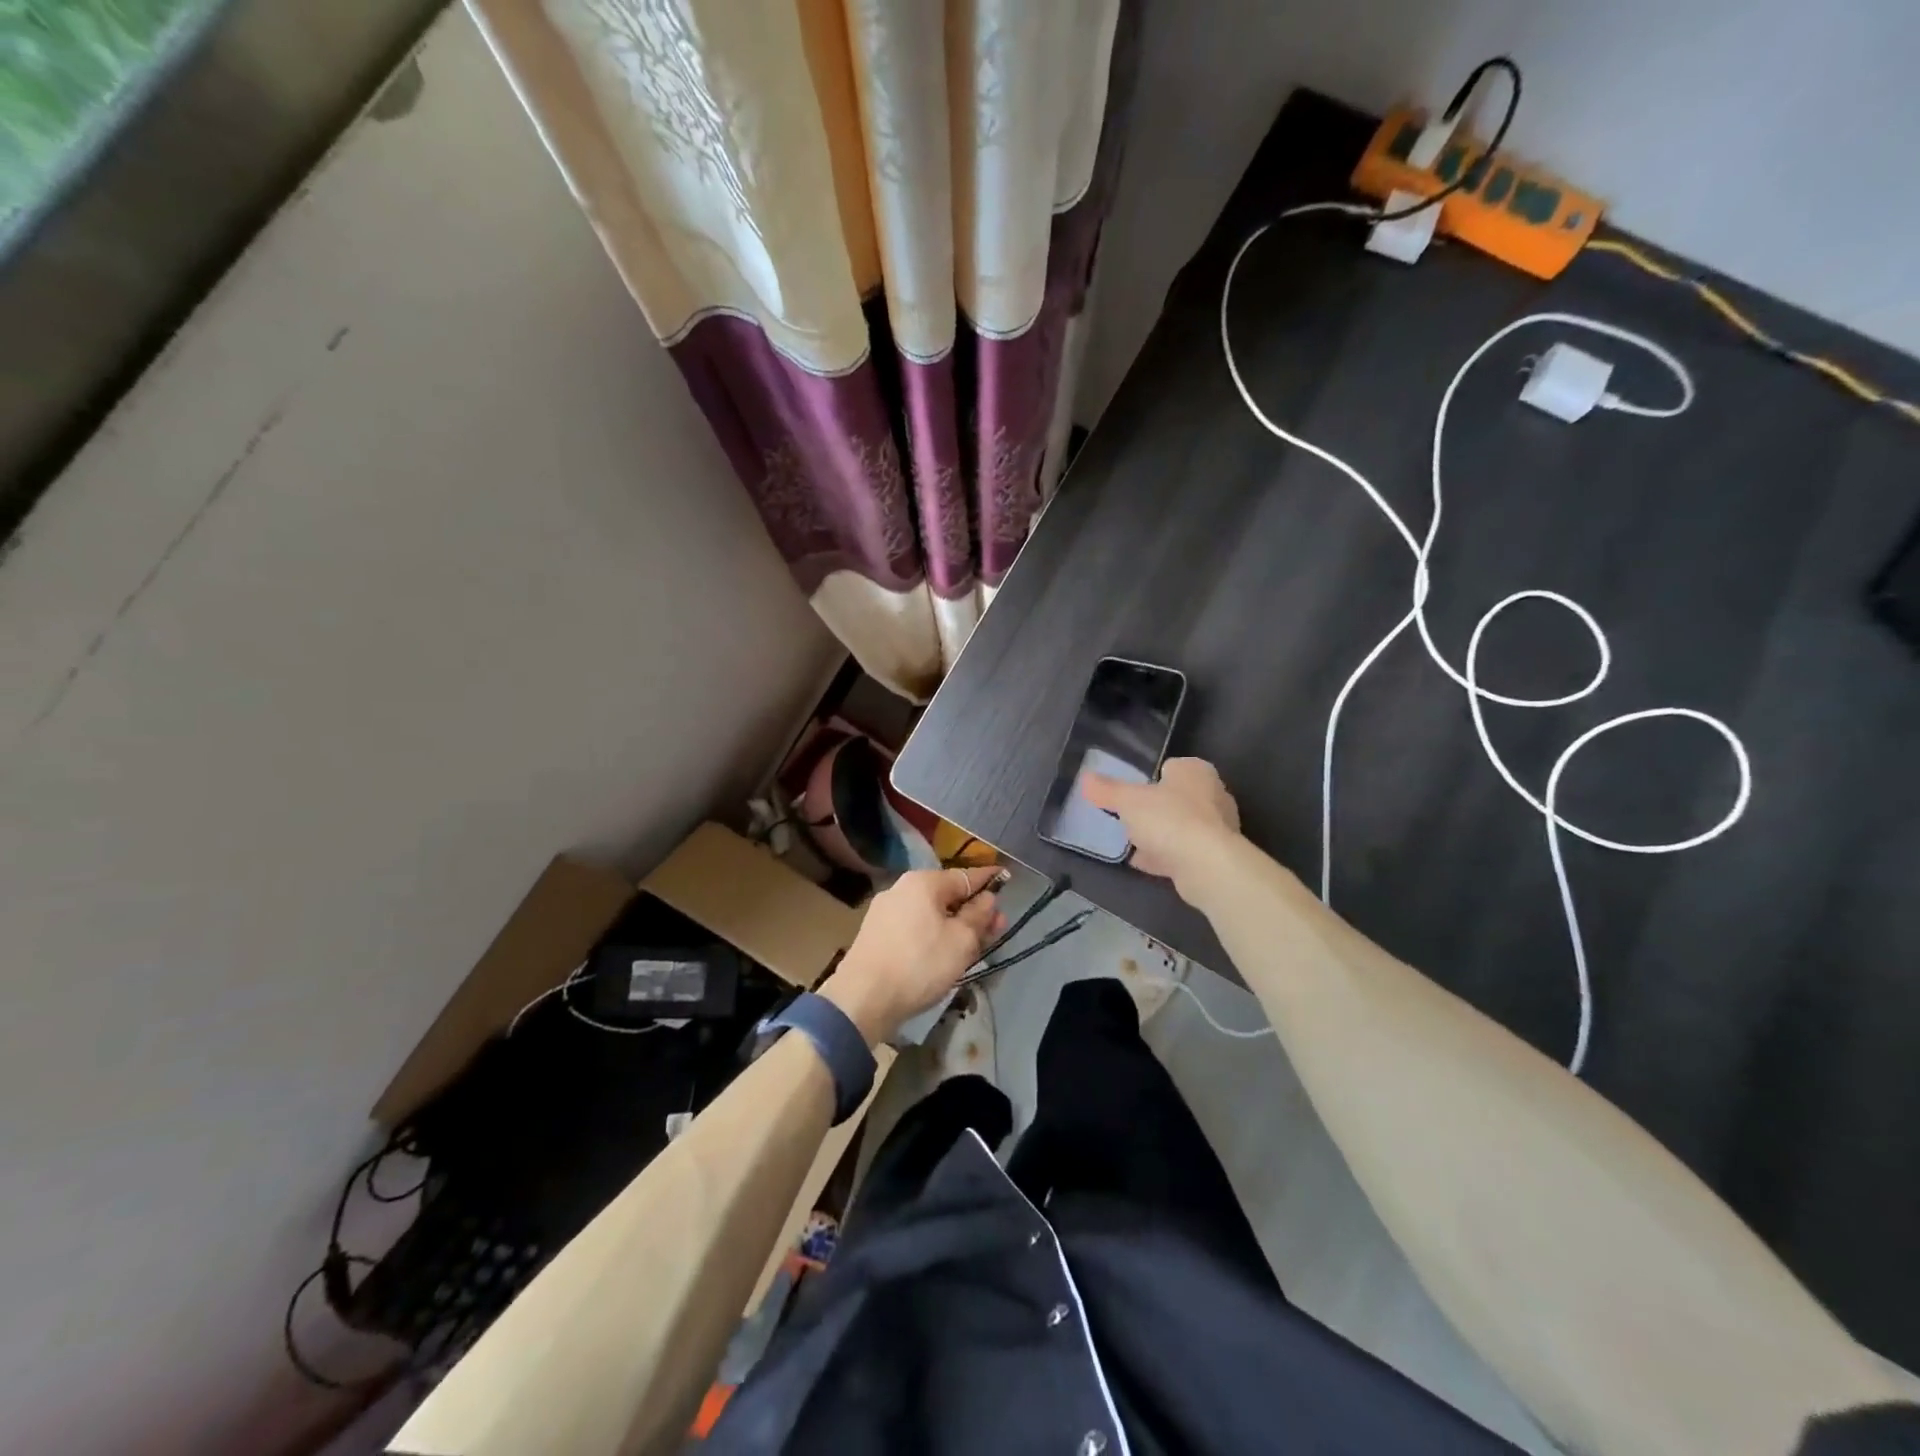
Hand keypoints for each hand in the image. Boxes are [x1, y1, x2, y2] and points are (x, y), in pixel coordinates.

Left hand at [820, 865, 1007, 1043]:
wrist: (862, 998)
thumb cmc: (919, 964)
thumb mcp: (961, 941)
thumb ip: (978, 916)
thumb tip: (987, 898)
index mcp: (923, 882)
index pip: (965, 875)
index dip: (989, 879)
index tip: (1006, 879)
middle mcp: (901, 888)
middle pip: (947, 895)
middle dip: (973, 910)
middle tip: (996, 929)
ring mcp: (885, 911)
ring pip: (930, 913)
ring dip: (953, 925)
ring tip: (972, 946)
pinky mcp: (875, 934)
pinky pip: (914, 927)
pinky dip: (932, 935)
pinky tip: (942, 954)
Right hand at [1081, 757, 1241, 895]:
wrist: (1206, 865)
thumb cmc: (1169, 818)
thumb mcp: (1128, 800)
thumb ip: (1107, 789)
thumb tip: (1085, 778)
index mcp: (1196, 771)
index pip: (1171, 767)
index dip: (1150, 778)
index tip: (1132, 791)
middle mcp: (1213, 794)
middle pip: (1176, 798)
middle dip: (1155, 808)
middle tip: (1130, 817)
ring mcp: (1218, 828)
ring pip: (1180, 826)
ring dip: (1160, 835)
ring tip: (1132, 842)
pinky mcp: (1215, 856)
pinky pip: (1183, 852)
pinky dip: (1165, 856)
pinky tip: (1143, 863)